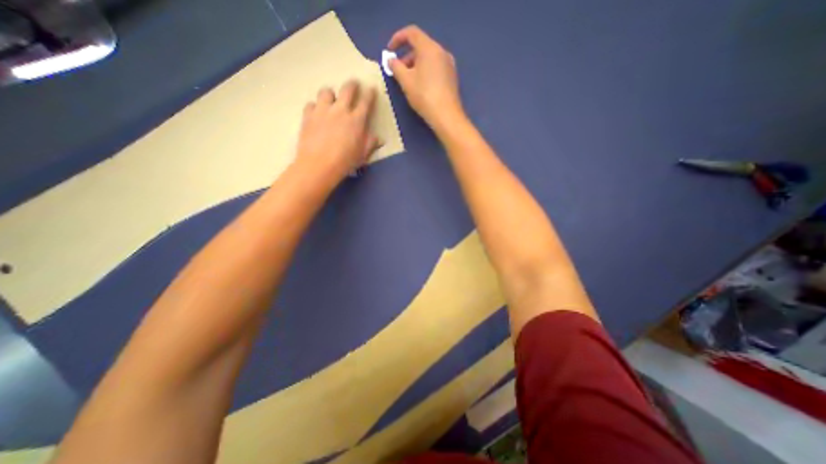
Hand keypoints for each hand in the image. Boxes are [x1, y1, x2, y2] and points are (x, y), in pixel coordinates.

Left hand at [296, 81, 381, 184]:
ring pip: (326, 91)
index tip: (371, 88)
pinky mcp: (308, 115)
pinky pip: (311, 104)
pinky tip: (317, 114)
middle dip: (352, 84)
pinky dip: (315, 107)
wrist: (319, 165)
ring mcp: (322, 111)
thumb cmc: (345, 161)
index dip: (370, 93)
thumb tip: (378, 138)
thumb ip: (370, 143)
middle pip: (347, 89)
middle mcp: (340, 110)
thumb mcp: (362, 154)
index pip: (366, 102)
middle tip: (354, 84)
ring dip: (331, 94)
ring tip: (332, 100)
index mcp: (356, 120)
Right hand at [390, 25, 462, 129]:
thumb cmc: (424, 96)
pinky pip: (436, 67)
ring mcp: (449, 64)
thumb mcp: (405, 81)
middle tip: (398, 70)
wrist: (446, 116)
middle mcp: (441, 52)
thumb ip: (396, 67)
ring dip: (416, 65)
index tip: (389, 50)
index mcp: (429, 48)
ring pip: (429, 58)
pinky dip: (425, 71)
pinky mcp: (452, 77)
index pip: (412, 33)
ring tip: (408, 81)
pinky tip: (421, 86)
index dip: (398, 38)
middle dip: (407, 56)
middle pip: (421, 46)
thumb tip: (391, 60)